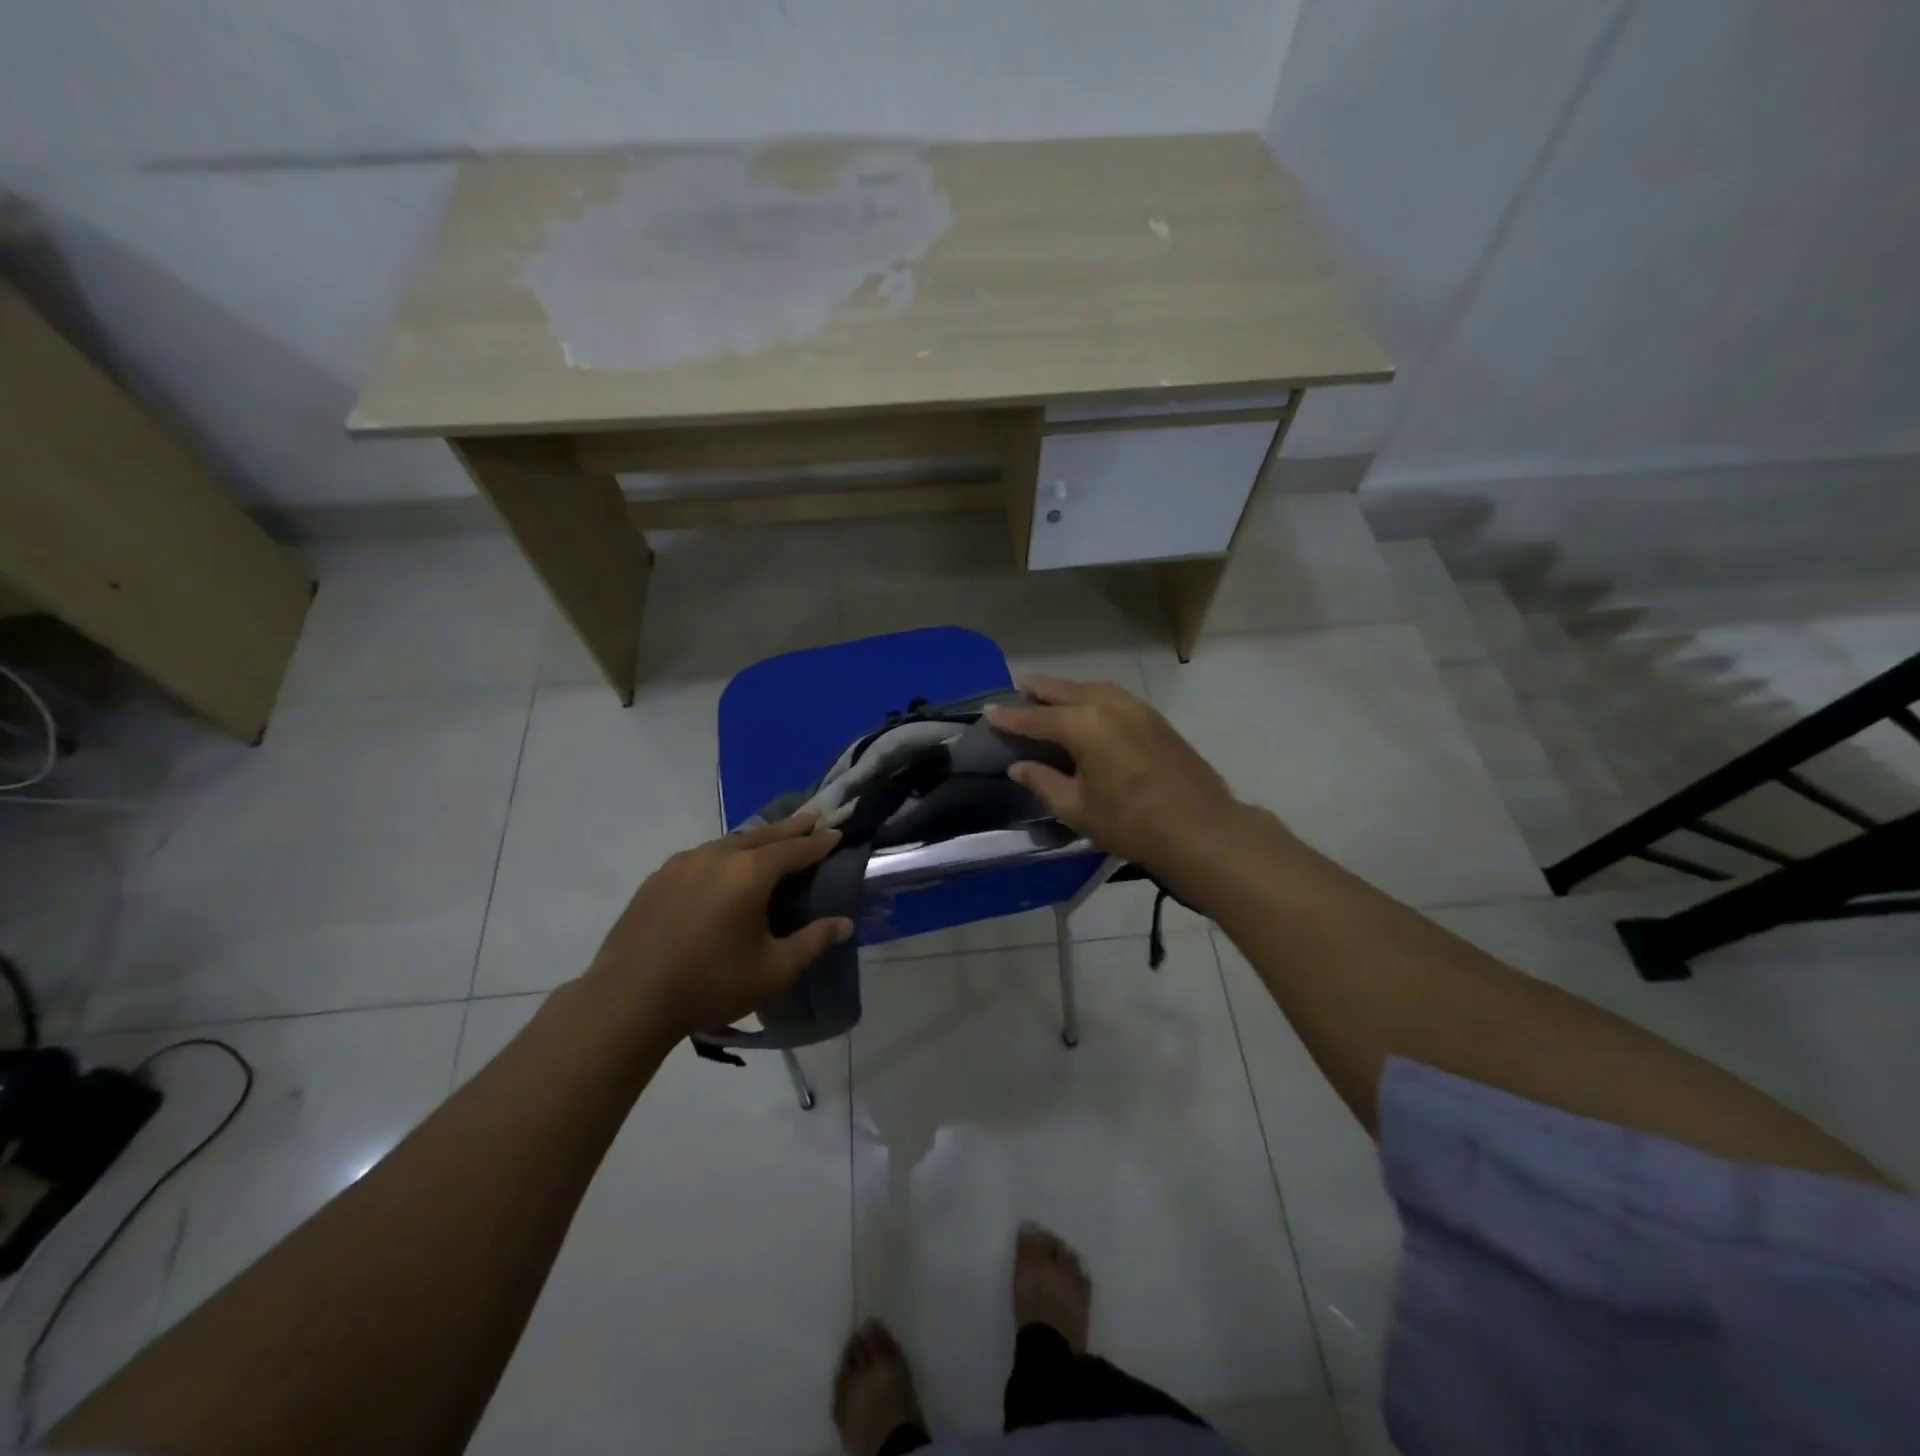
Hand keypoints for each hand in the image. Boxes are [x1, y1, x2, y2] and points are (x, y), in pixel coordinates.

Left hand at [583, 813, 853, 1041]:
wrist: (628, 1000)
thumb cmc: (709, 984)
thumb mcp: (773, 970)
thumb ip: (812, 942)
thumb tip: (844, 923)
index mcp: (749, 873)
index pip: (794, 849)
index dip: (819, 842)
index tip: (837, 833)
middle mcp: (717, 856)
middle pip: (762, 835)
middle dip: (790, 828)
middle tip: (813, 817)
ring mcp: (683, 863)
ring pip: (729, 843)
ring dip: (756, 840)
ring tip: (772, 841)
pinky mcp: (659, 878)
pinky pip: (702, 856)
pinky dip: (725, 854)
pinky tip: (724, 868)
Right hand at [985, 675, 1246, 876]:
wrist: (1200, 828)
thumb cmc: (1131, 822)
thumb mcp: (1077, 808)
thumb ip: (1043, 782)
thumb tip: (1019, 767)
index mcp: (1084, 725)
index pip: (1037, 717)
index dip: (1011, 716)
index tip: (989, 711)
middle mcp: (1109, 705)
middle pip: (1066, 691)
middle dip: (1040, 689)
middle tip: (1019, 685)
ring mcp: (1137, 708)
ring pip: (1093, 689)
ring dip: (1068, 689)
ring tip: (1050, 693)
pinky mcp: (1155, 719)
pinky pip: (1114, 697)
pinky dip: (1093, 696)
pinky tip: (1089, 708)